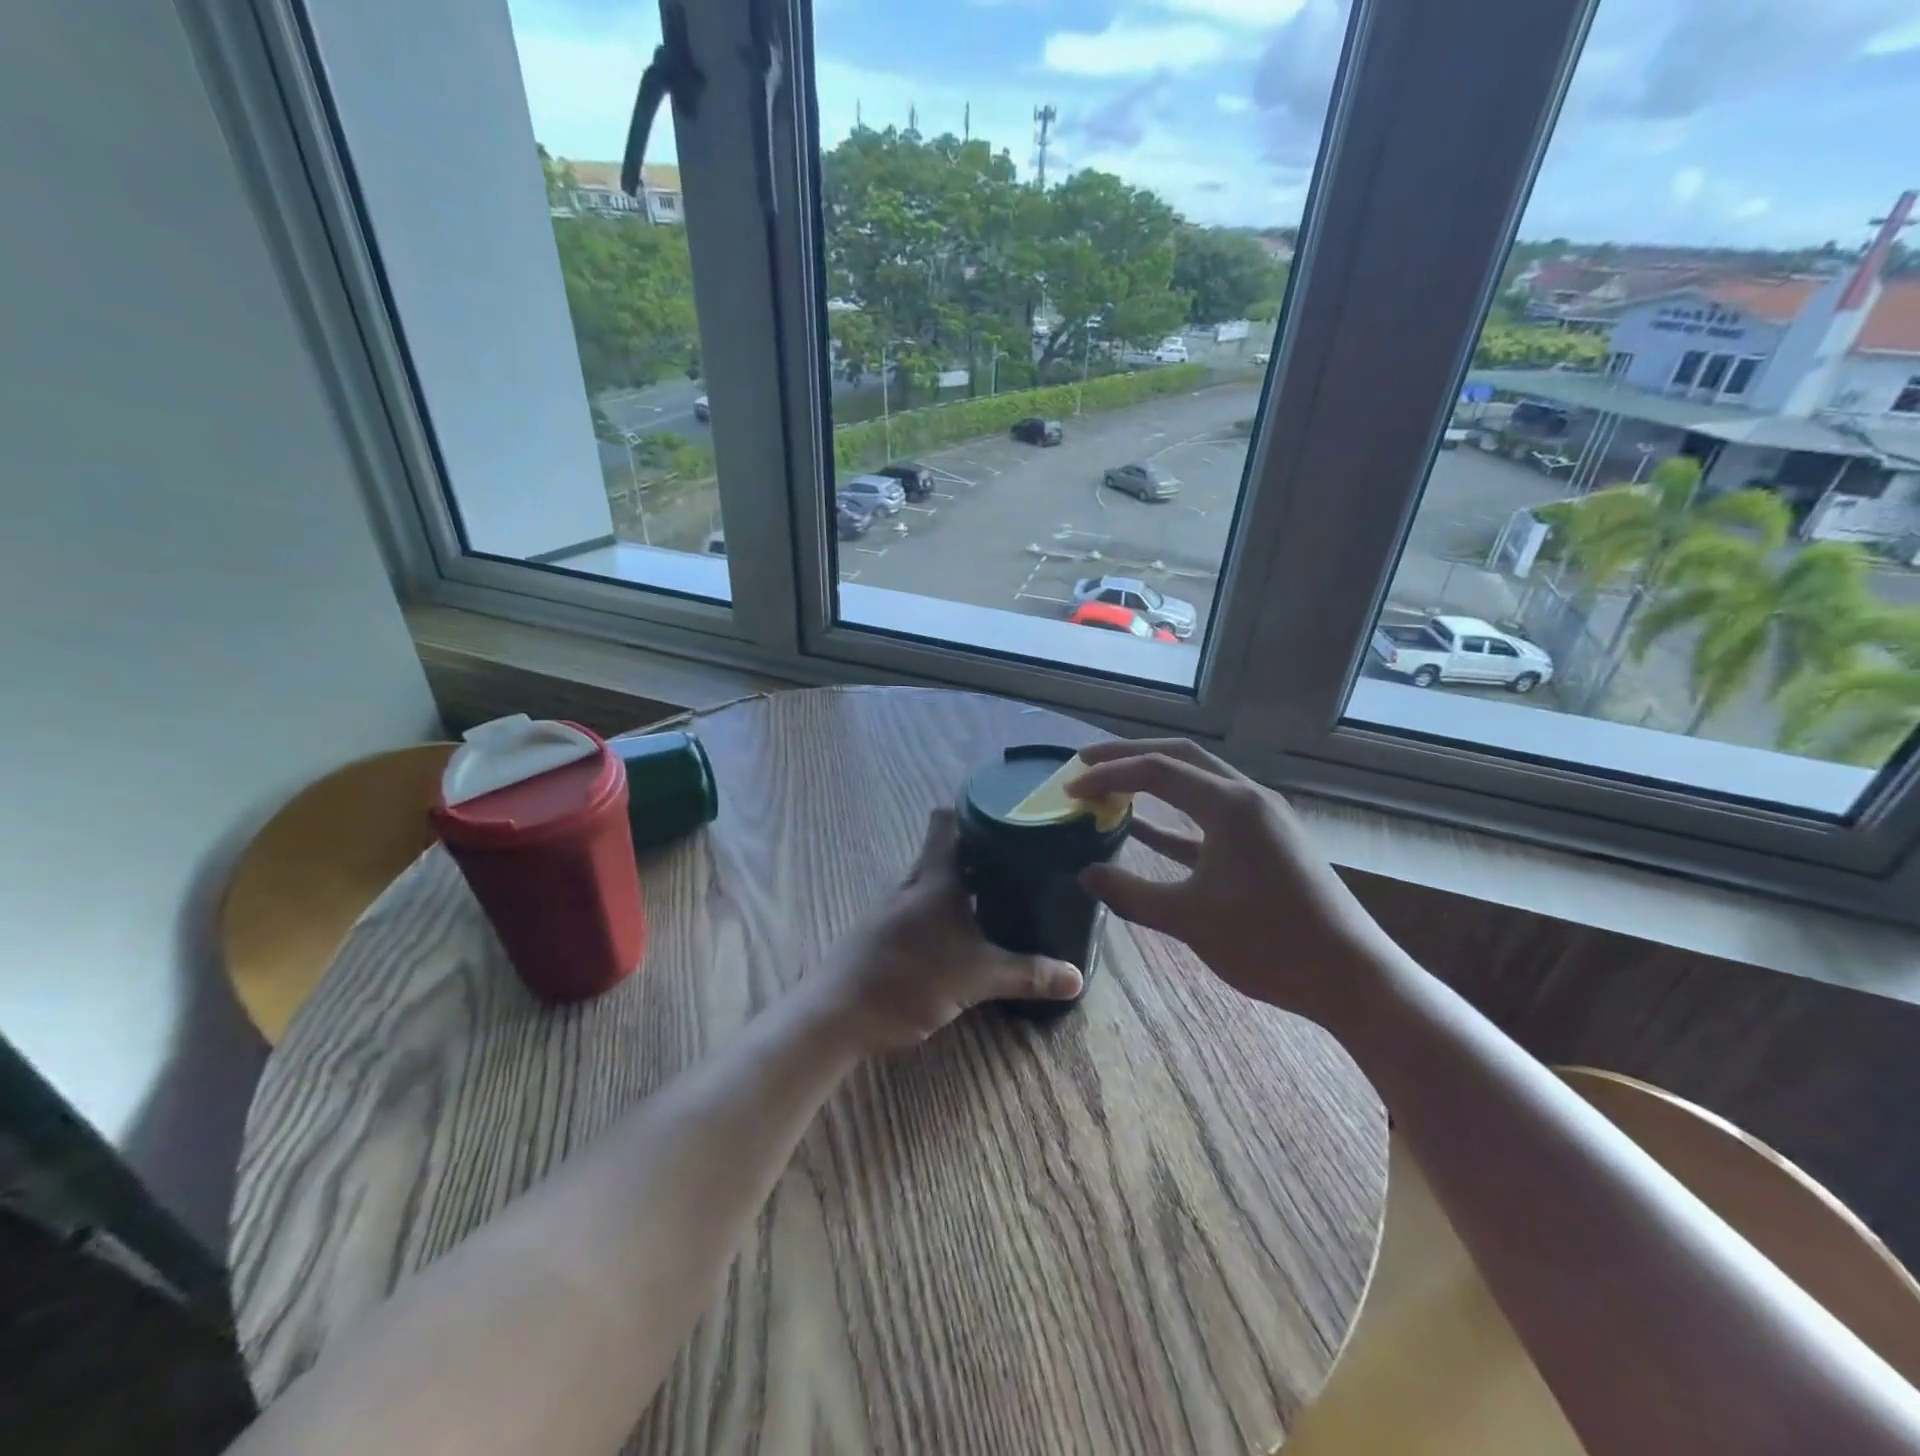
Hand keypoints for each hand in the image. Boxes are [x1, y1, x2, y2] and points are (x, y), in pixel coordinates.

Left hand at [803, 809, 1083, 1055]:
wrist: (838, 1013)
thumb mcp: (977, 979)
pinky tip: (962, 933)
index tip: (1007, 815)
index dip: (974, 810)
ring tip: (1000, 895)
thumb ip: (1027, 975)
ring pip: (933, 880)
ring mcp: (892, 905)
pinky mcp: (882, 929)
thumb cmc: (910, 980)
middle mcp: (912, 881)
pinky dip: (943, 910)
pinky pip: (920, 905)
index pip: (947, 820)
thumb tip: (1077, 977)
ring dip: (962, 884)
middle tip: (1020, 862)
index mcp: (934, 876)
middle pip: (945, 850)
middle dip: (980, 853)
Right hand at [1071, 739, 1386, 1022]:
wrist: (1352, 976)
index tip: (1069, 791)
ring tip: (1111, 788)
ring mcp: (1261, 818)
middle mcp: (1247, 797)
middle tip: (1085, 765)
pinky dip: (1175, 818)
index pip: (1155, 771)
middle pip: (1179, 757)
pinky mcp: (1267, 842)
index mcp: (1230, 804)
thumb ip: (1130, 894)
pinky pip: (1210, 816)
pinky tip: (1145, 830)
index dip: (1107, 775)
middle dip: (1129, 756)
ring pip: (1197, 782)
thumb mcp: (1189, 919)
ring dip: (1153, 781)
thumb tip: (1085, 875)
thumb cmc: (1270, 943)